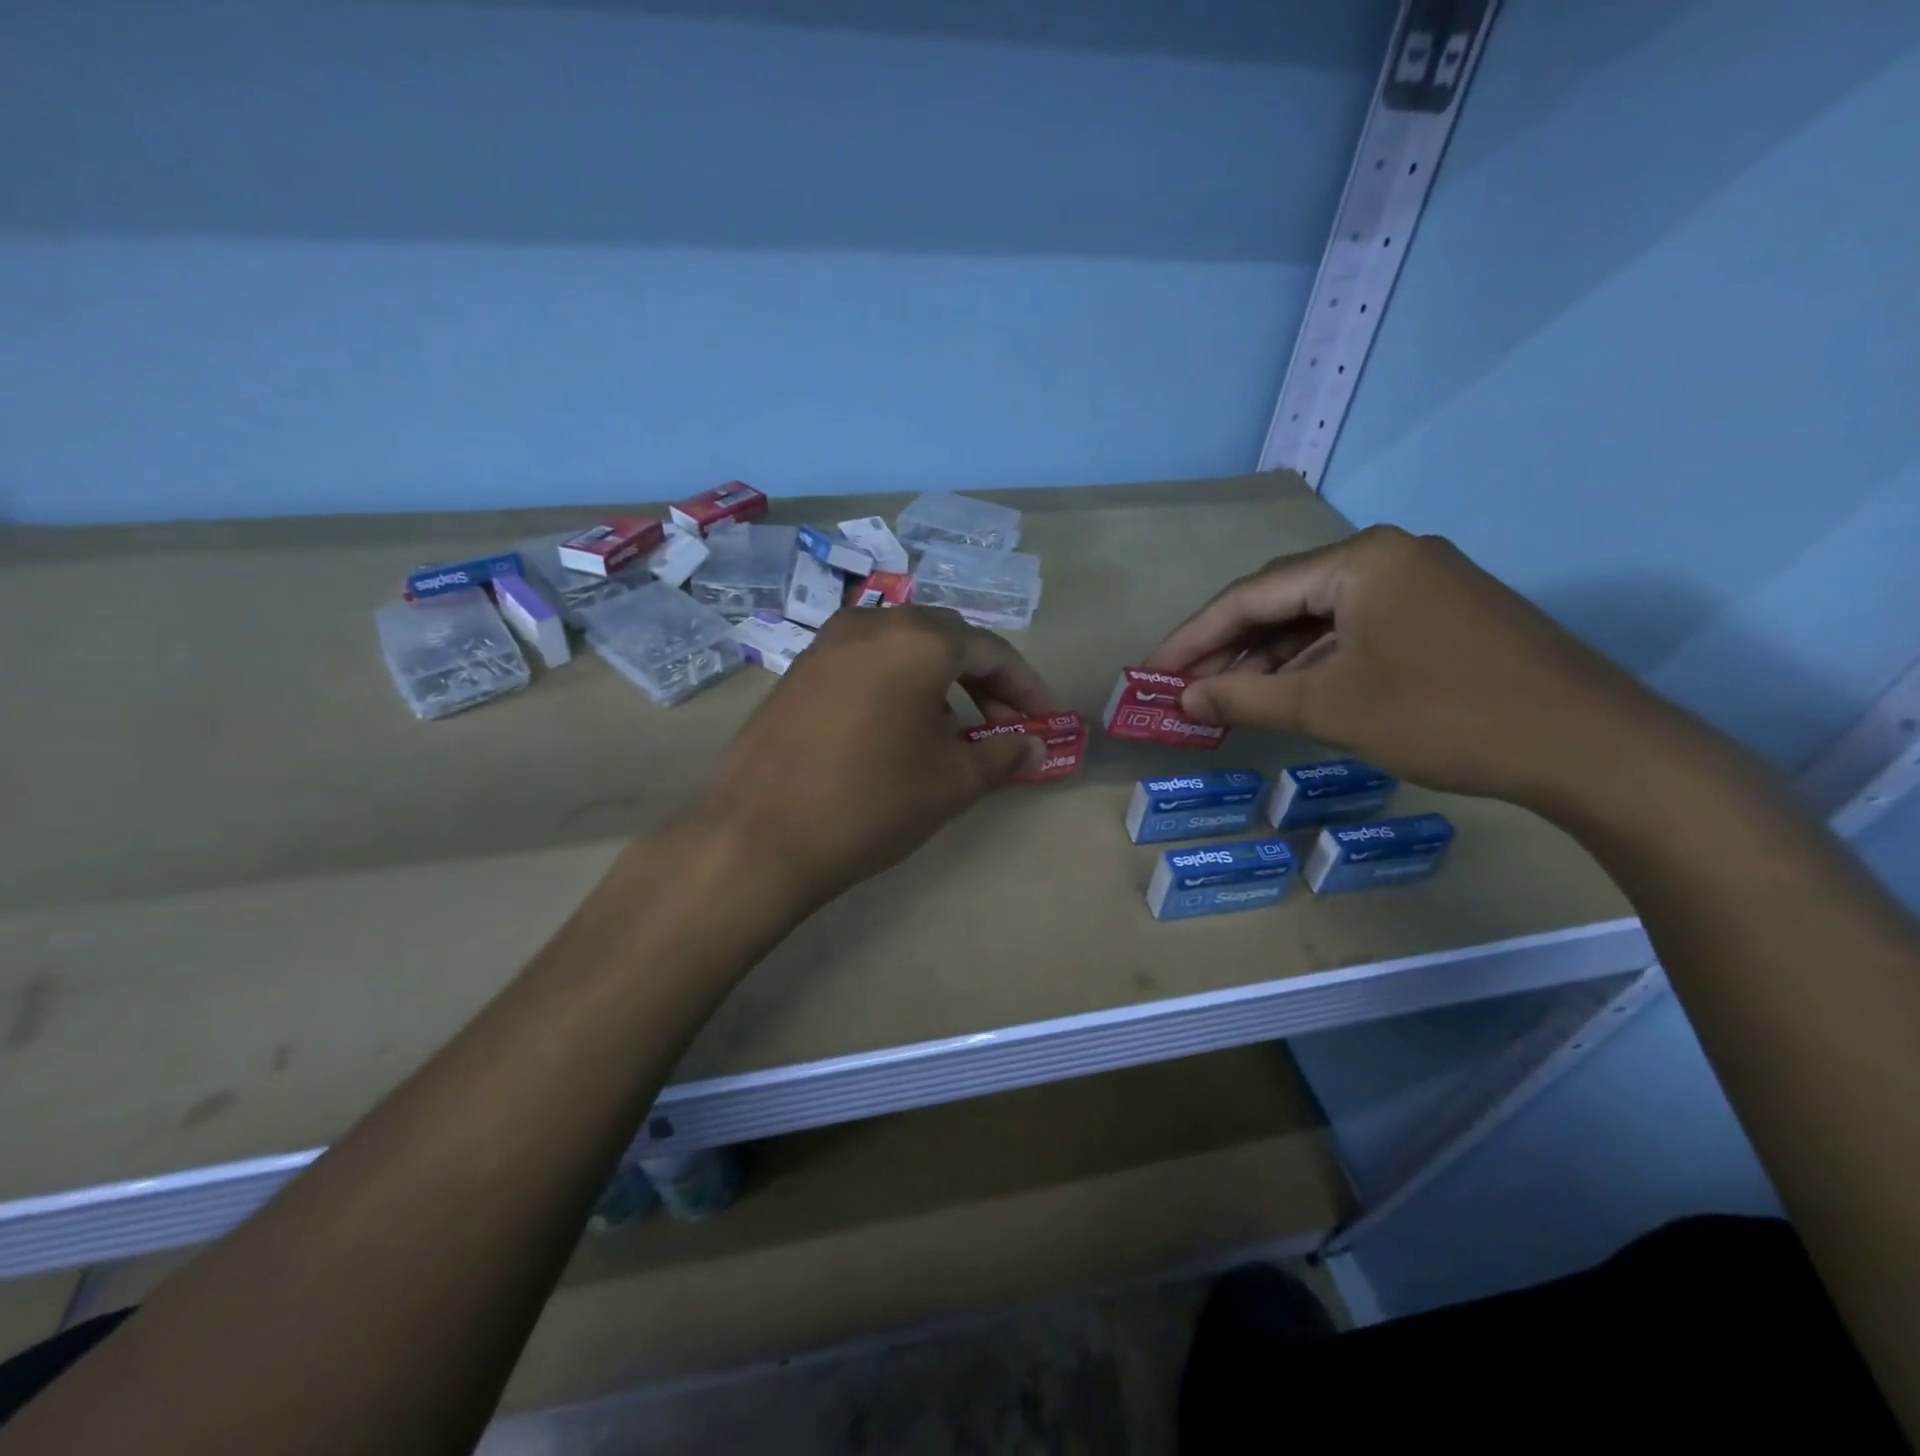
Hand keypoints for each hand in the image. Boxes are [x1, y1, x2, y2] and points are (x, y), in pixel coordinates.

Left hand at [692, 606, 1056, 914]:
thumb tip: (1033, 748)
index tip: (1046, 719)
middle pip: (947, 640)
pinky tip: (903, 730)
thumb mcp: (950, 783)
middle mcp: (873, 624)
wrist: (757, 835)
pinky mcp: (800, 669)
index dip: (1026, 686)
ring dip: (941, 682)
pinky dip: (899, 685)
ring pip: (904, 649)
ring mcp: (828, 643)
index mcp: (918, 640)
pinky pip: (867, 663)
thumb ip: (1001, 756)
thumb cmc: (870, 802)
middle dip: (984, 681)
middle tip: (1005, 726)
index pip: (991, 650)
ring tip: (956, 733)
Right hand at [1143, 526, 1676, 812]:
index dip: (1193, 637)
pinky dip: (1315, 665)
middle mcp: (1388, 557)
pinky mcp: (1442, 617)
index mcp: (1360, 560)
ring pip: (1319, 620)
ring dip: (1270, 660)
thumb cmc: (1444, 715)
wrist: (1592, 748)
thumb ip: (1245, 699)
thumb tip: (1183, 701)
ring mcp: (1421, 585)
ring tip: (1226, 699)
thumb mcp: (1330, 707)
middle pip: (1283, 602)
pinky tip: (1289, 695)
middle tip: (1183, 689)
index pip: (1250, 595)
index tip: (1151, 670)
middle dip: (1229, 648)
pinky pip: (1356, 634)